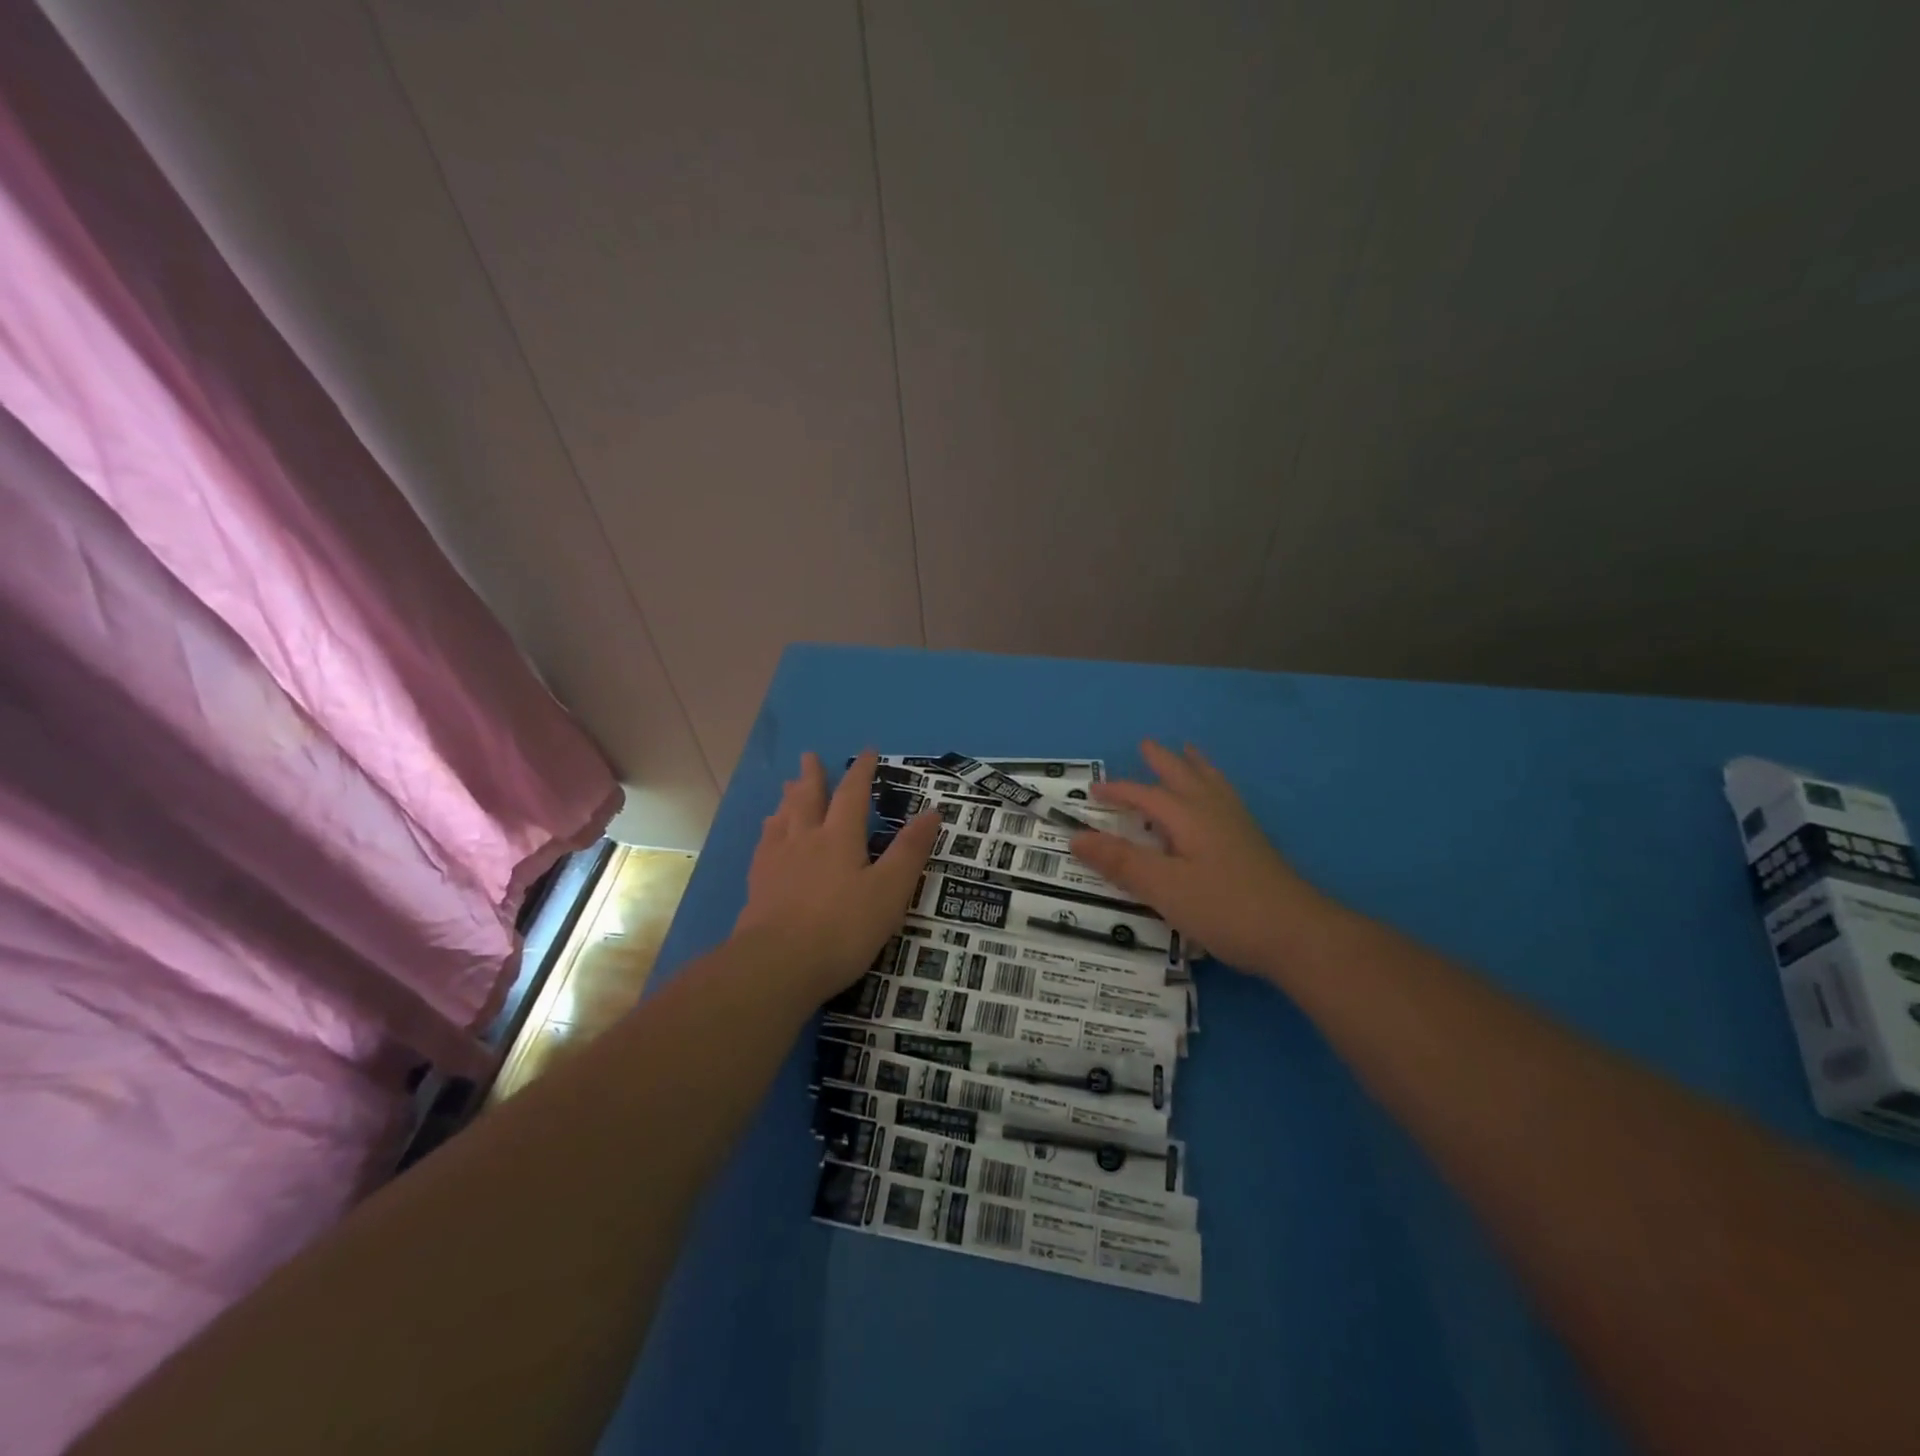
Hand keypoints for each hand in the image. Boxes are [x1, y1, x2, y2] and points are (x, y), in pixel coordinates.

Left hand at [733, 750, 940, 998]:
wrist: (778, 964)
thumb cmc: (842, 928)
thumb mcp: (890, 891)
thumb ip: (909, 851)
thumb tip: (932, 812)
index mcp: (839, 837)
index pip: (852, 794)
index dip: (861, 771)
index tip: (867, 751)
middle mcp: (805, 839)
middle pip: (808, 798)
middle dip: (813, 776)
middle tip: (808, 756)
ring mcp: (777, 860)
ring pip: (783, 817)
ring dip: (789, 798)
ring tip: (787, 786)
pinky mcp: (758, 884)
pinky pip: (765, 844)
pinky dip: (769, 829)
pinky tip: (768, 833)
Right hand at [1069, 740, 1323, 978]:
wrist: (1298, 934)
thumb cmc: (1225, 908)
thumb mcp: (1163, 887)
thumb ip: (1121, 862)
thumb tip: (1077, 837)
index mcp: (1189, 816)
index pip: (1145, 795)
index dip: (1118, 792)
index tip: (1093, 791)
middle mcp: (1214, 812)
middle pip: (1184, 776)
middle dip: (1163, 761)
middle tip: (1147, 744)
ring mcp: (1239, 827)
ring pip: (1212, 784)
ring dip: (1195, 766)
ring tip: (1189, 752)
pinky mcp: (1254, 845)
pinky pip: (1226, 799)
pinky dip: (1214, 786)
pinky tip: (1219, 801)